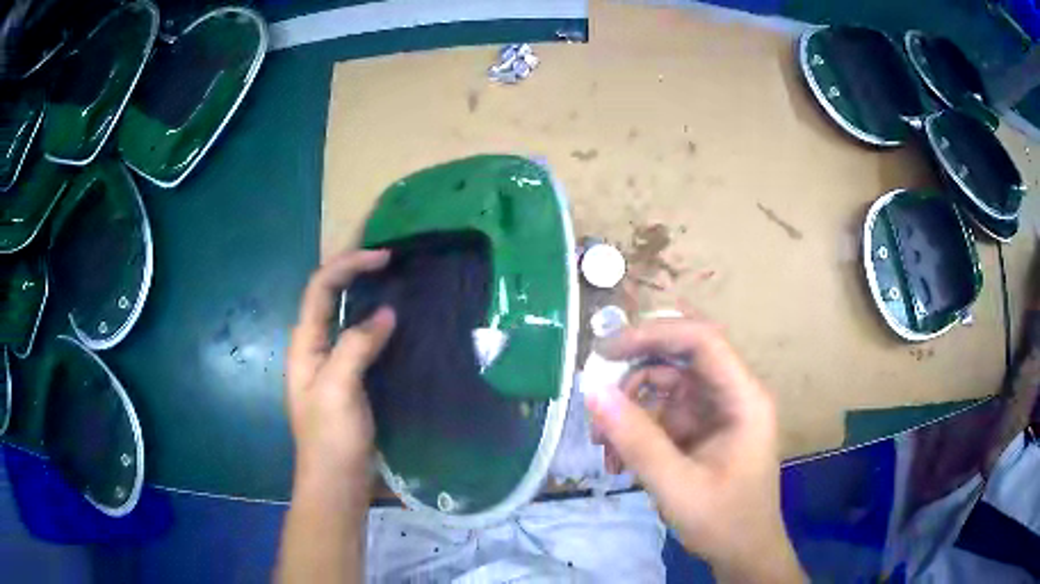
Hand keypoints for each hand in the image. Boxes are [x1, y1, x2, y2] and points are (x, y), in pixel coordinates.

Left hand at [287, 249, 395, 486]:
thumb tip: (386, 314)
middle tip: (391, 258)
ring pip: (347, 316)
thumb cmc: (330, 438)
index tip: (384, 257)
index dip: (347, 264)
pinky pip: (362, 339)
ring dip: (367, 294)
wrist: (337, 482)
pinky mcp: (351, 378)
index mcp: (304, 344)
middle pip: (330, 295)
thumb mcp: (337, 389)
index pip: (320, 288)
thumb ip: (356, 346)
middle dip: (355, 270)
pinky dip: (378, 323)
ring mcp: (333, 363)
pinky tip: (399, 322)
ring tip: (398, 281)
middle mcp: (315, 346)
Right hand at [586, 315, 803, 582]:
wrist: (743, 552)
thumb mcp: (677, 486)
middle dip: (633, 373)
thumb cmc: (723, 522)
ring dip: (629, 408)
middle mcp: (732, 393)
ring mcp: (715, 410)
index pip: (702, 341)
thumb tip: (592, 392)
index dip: (654, 334)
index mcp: (744, 398)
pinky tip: (617, 459)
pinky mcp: (700, 427)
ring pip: (664, 384)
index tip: (606, 350)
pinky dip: (635, 428)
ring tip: (602, 446)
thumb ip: (637, 440)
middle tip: (595, 394)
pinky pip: (662, 411)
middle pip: (680, 358)